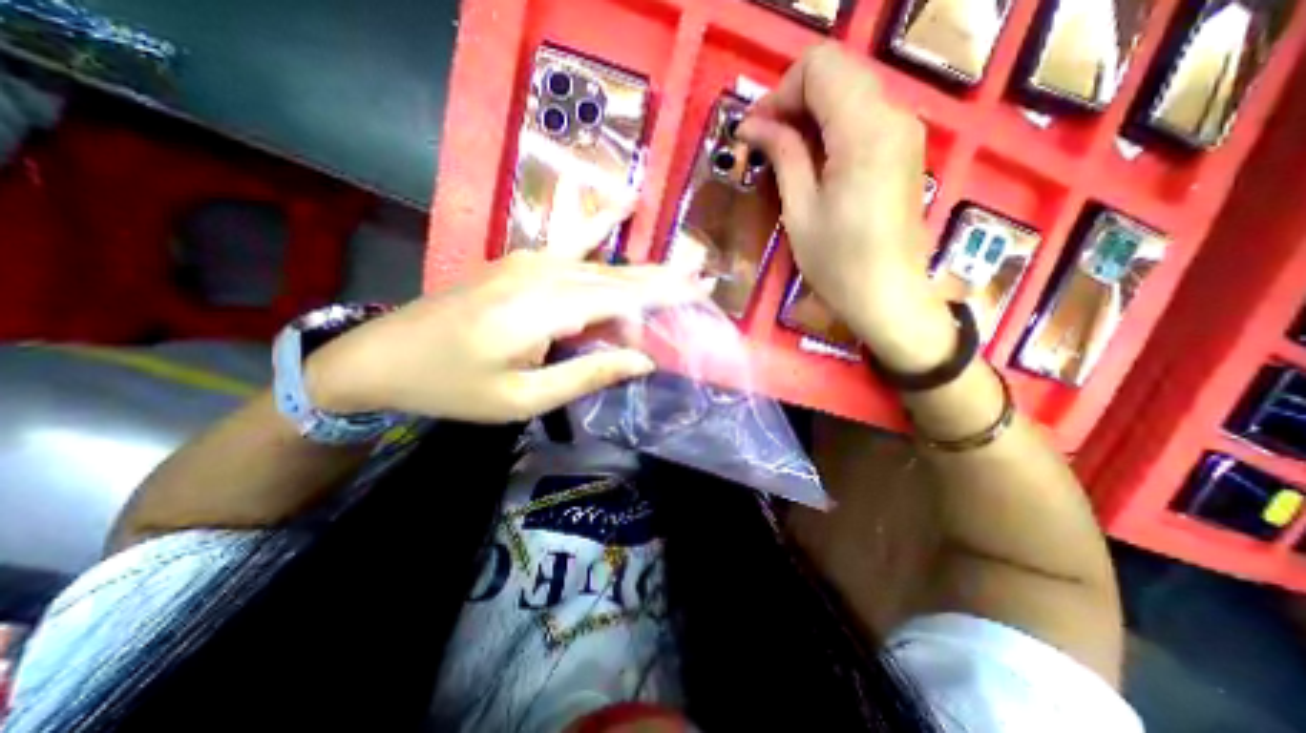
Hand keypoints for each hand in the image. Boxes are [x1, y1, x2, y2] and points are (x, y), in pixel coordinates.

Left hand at [303, 232, 698, 420]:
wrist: (385, 356)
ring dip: (639, 276)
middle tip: (704, 276)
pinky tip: (624, 202)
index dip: (667, 293)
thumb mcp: (524, 397)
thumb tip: (643, 359)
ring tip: (679, 272)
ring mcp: (530, 260)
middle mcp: (542, 273)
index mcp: (543, 310)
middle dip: (663, 280)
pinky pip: (572, 241)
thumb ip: (588, 373)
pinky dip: (601, 223)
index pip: (623, 297)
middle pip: (617, 277)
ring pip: (600, 265)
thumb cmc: (454, 386)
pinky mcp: (521, 260)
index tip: (705, 287)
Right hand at [739, 44, 956, 370]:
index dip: (780, 92)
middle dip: (792, 101)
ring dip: (810, 115)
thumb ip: (783, 155)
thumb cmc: (837, 262)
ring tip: (782, 156)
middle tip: (763, 143)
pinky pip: (862, 116)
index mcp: (865, 131)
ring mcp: (904, 131)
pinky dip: (830, 128)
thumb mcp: (800, 210)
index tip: (755, 132)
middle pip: (837, 72)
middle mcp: (894, 116)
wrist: (888, 295)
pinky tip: (811, 162)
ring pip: (849, 92)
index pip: (821, 66)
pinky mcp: (903, 149)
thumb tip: (753, 125)